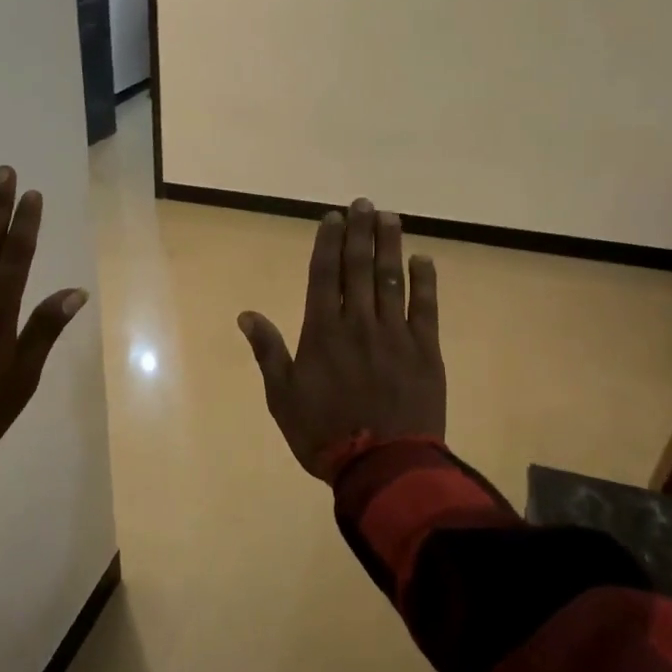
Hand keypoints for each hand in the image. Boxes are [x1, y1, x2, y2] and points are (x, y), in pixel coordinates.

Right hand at [238, 199, 444, 482]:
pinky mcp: (426, 352)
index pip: (324, 275)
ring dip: (390, 246)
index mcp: (322, 332)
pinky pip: (426, 309)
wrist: (383, 467)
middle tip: (364, 203)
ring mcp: (395, 335)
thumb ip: (268, 351)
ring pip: (392, 280)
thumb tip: (246, 314)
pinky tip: (423, 260)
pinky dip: (425, 282)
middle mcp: (358, 323)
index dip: (328, 243)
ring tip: (390, 217)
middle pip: (359, 268)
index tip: (333, 218)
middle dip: (360, 233)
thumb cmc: (323, 434)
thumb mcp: (283, 396)